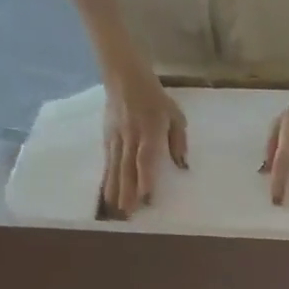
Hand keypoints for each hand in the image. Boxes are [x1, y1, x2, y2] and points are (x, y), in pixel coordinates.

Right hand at [100, 67, 186, 218]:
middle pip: (128, 167)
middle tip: (128, 212)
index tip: (146, 196)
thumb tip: (182, 166)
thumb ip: (178, 141)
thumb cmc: (155, 99)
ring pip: (115, 166)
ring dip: (115, 188)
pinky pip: (108, 161)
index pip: (146, 157)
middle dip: (127, 190)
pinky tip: (106, 192)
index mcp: (149, 130)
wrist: (124, 76)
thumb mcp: (176, 116)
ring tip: (114, 208)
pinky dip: (107, 177)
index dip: (145, 177)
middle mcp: (130, 136)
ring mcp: (116, 137)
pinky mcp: (107, 137)